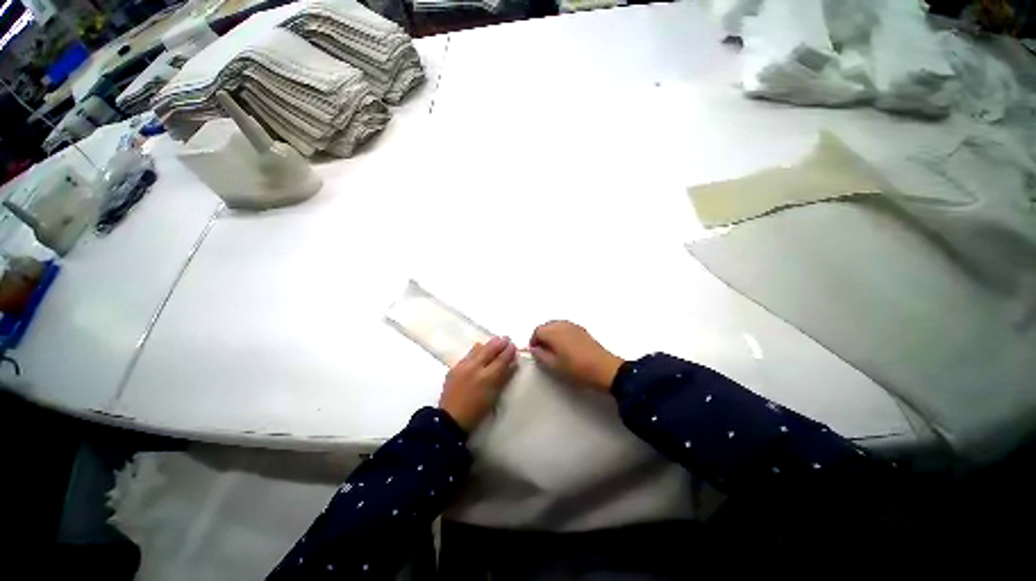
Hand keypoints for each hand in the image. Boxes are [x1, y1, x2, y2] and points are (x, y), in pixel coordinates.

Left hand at [439, 336, 517, 431]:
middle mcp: (475, 368)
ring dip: (488, 344)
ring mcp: (463, 366)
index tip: (514, 346)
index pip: (501, 359)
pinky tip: (480, 349)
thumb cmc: (477, 411)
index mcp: (487, 377)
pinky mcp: (454, 367)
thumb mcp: (494, 396)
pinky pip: (469, 354)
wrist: (451, 419)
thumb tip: (513, 363)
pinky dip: (477, 350)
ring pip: (478, 349)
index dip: (509, 351)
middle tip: (507, 338)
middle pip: (490, 349)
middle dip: (500, 343)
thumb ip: (504, 377)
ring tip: (495, 341)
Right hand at [529, 321, 623, 391]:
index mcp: (554, 332)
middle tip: (542, 351)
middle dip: (542, 336)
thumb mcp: (554, 366)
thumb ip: (541, 355)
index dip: (533, 341)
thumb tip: (534, 349)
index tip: (535, 352)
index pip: (537, 331)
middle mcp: (562, 325)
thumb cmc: (577, 369)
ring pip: (556, 325)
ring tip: (554, 350)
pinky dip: (561, 334)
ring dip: (551, 334)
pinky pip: (566, 327)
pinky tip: (566, 347)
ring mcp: (573, 326)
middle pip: (546, 326)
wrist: (604, 369)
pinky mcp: (582, 330)